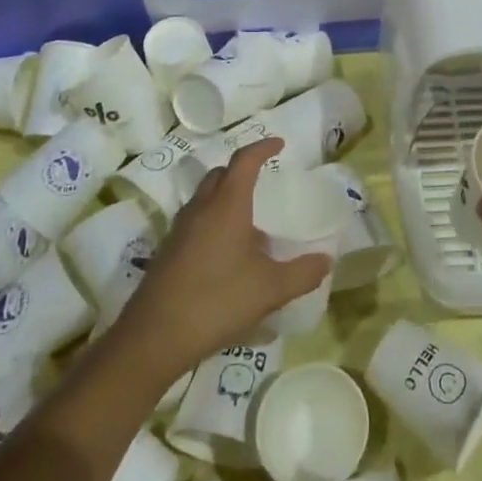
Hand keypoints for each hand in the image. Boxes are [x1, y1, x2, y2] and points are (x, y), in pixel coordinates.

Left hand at [114, 138, 330, 376]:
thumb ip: (302, 273)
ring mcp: (180, 230)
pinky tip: (227, 253)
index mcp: (226, 205)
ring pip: (204, 198)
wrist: (155, 337)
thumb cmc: (217, 301)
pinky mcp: (168, 252)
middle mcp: (200, 209)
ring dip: (225, 197)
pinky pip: (195, 222)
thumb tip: (326, 260)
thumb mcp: (270, 289)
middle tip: (262, 178)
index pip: (244, 161)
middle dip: (241, 170)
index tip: (279, 144)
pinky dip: (213, 221)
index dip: (262, 148)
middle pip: (219, 175)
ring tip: (249, 221)